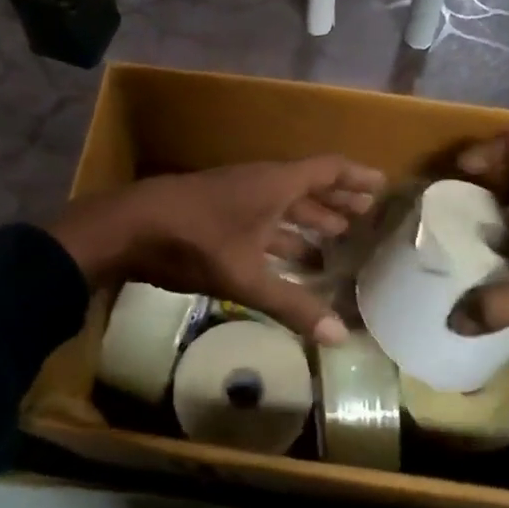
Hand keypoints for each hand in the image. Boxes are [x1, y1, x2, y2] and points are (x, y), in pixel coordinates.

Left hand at [49, 157, 385, 344]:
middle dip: (336, 205)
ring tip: (330, 247)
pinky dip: (279, 236)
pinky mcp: (215, 212)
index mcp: (275, 185)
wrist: (126, 227)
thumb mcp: (245, 277)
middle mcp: (259, 183)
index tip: (382, 187)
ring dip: (306, 224)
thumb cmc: (194, 241)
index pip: (328, 170)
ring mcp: (235, 196)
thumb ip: (292, 305)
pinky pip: (261, 219)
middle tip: (362, 223)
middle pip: (307, 188)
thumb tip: (339, 336)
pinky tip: (284, 261)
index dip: (357, 178)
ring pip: (281, 206)